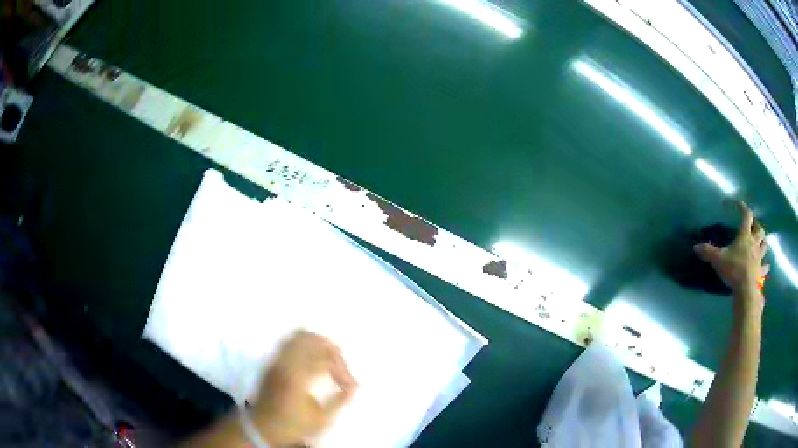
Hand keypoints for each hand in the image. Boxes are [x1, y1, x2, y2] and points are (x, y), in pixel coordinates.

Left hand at [251, 331, 356, 446]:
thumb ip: (338, 402)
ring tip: (330, 358)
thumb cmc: (292, 425)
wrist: (262, 426)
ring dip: (319, 344)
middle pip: (314, 341)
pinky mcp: (273, 361)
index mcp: (298, 378)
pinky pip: (290, 341)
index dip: (343, 372)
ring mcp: (277, 360)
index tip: (351, 387)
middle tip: (343, 367)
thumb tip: (353, 389)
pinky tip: (313, 356)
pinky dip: (305, 343)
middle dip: (333, 352)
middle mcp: (286, 363)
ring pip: (300, 336)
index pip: (326, 362)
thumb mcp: (320, 420)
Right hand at [694, 200, 768, 296]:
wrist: (746, 290)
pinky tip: (765, 267)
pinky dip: (765, 266)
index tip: (736, 204)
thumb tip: (695, 247)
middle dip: (756, 225)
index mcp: (745, 235)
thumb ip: (708, 252)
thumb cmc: (734, 270)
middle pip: (759, 229)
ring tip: (760, 243)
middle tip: (752, 226)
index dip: (742, 207)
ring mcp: (759, 258)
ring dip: (763, 242)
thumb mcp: (718, 260)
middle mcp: (754, 243)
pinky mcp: (760, 272)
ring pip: (764, 245)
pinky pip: (765, 267)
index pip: (746, 214)